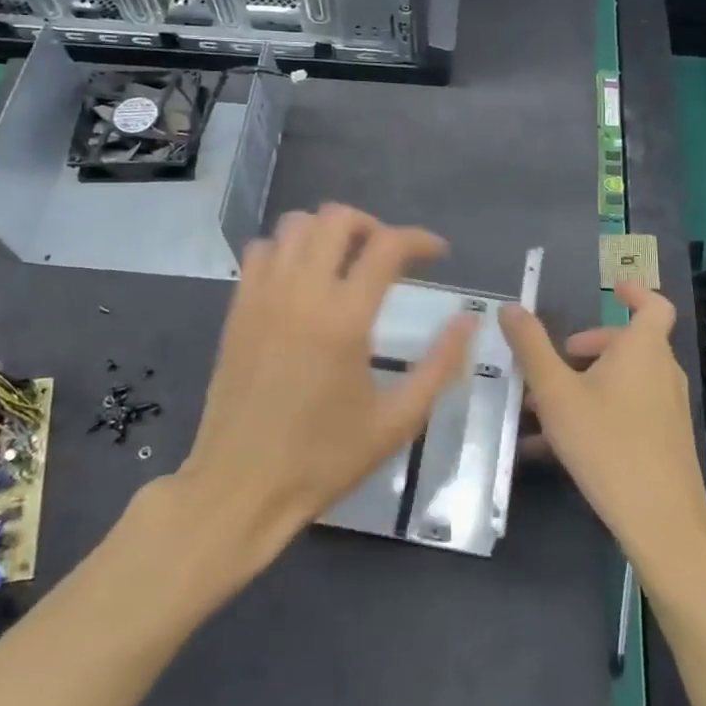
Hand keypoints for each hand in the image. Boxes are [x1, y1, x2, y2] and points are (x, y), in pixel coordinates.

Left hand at [174, 203, 476, 571]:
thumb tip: (468, 321)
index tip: (438, 253)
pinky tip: (303, 280)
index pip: (387, 246)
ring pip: (295, 225)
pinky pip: (262, 251)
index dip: (420, 240)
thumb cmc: (324, 459)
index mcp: (345, 318)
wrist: (241, 486)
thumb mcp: (397, 421)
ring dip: (328, 232)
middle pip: (336, 218)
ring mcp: (262, 296)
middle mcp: (301, 292)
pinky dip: (289, 249)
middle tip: (390, 257)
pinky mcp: (237, 308)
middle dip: (373, 226)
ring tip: (347, 262)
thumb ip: (440, 365)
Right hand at [500, 284, 705, 578]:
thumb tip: (511, 308)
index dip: (635, 292)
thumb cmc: (606, 443)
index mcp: (643, 349)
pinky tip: (555, 446)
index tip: (612, 289)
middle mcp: (662, 372)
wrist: (660, 520)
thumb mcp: (556, 393)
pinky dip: (597, 412)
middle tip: (554, 363)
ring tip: (542, 408)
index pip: (653, 305)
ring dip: (586, 384)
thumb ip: (531, 348)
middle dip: (588, 348)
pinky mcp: (665, 440)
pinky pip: (628, 411)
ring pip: (624, 381)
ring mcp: (667, 408)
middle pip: (628, 345)